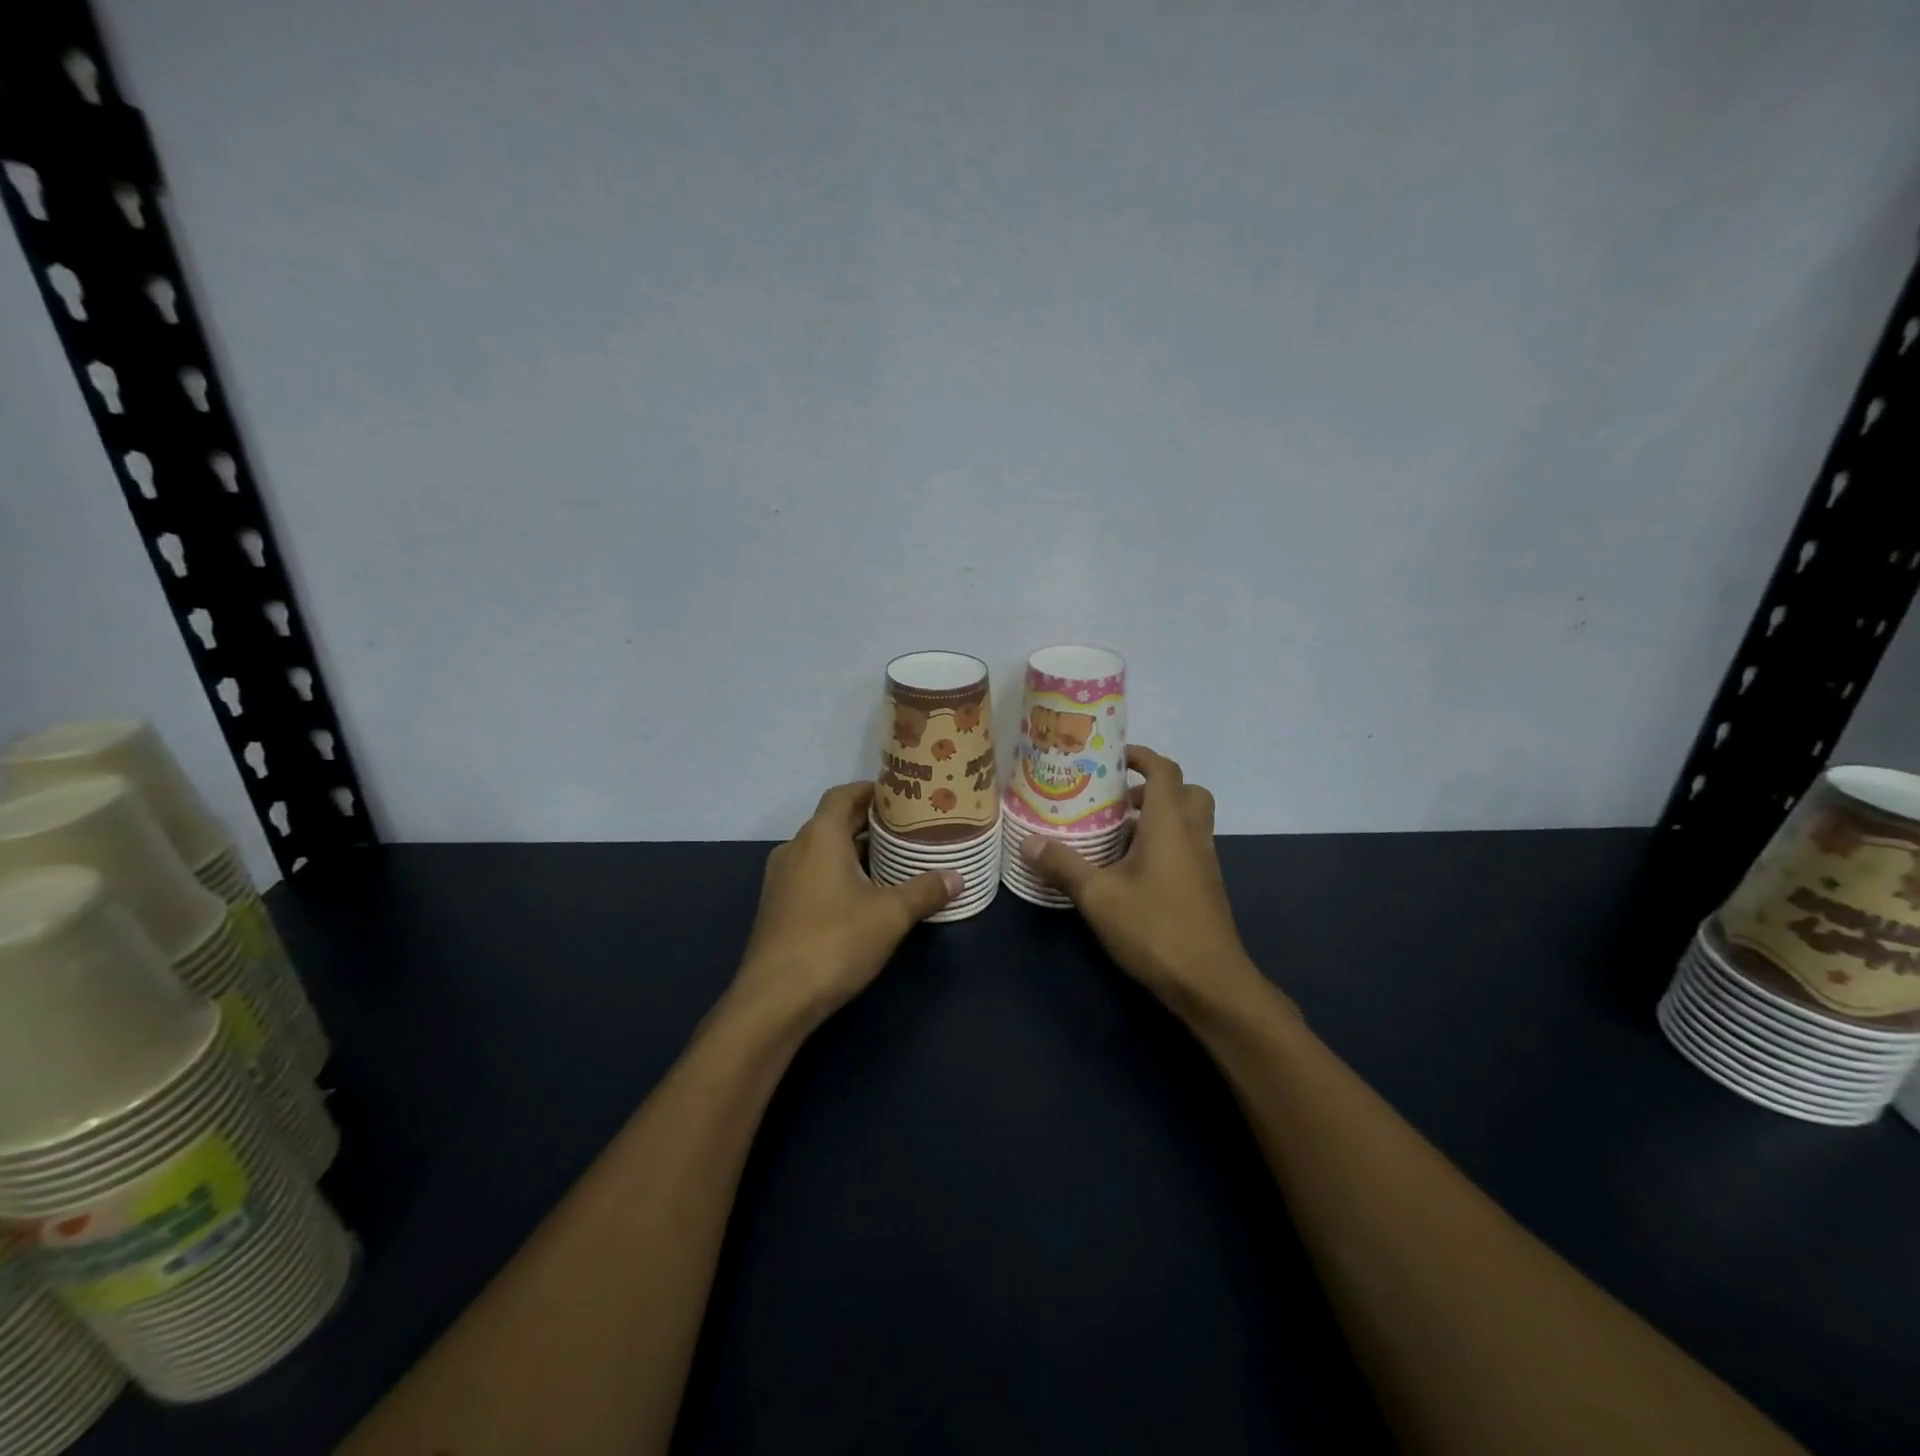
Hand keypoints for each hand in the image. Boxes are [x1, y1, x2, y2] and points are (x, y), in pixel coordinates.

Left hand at [729, 783, 959, 1029]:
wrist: (775, 999)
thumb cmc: (835, 942)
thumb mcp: (890, 915)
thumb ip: (925, 891)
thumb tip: (957, 877)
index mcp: (819, 837)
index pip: (843, 795)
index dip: (870, 791)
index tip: (900, 797)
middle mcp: (795, 849)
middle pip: (833, 821)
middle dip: (868, 823)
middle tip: (907, 829)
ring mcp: (781, 879)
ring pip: (822, 851)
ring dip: (853, 851)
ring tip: (892, 862)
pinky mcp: (777, 907)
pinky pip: (812, 875)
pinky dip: (837, 874)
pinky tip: (863, 897)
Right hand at [1019, 747, 1277, 1020]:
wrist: (1209, 983)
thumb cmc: (1154, 928)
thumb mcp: (1098, 896)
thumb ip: (1063, 865)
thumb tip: (1027, 842)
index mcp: (1170, 823)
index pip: (1165, 770)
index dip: (1142, 756)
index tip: (1113, 757)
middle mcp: (1192, 834)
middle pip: (1186, 792)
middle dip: (1153, 787)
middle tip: (1117, 798)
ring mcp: (1203, 862)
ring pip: (1188, 821)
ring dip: (1157, 817)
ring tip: (1115, 834)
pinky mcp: (1204, 887)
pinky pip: (1186, 847)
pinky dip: (1163, 843)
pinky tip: (1130, 870)